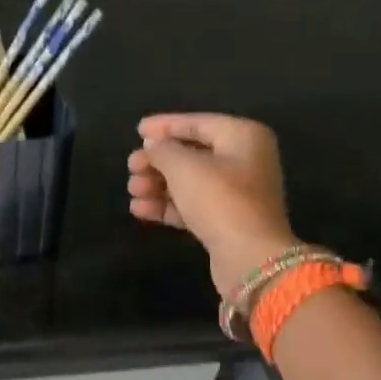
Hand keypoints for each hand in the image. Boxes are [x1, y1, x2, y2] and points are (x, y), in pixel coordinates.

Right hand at [127, 113, 297, 299]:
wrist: (249, 256)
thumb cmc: (219, 200)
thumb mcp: (184, 167)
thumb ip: (163, 150)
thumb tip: (154, 146)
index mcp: (243, 136)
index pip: (197, 123)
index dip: (165, 126)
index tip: (137, 130)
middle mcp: (244, 160)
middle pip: (192, 154)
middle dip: (157, 161)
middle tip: (131, 167)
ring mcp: (237, 193)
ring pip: (189, 182)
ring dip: (157, 185)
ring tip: (132, 191)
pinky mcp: (227, 221)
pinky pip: (192, 205)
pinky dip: (167, 205)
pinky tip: (140, 209)